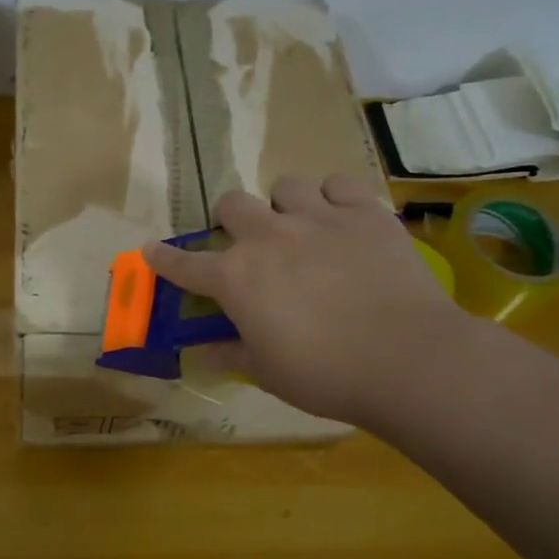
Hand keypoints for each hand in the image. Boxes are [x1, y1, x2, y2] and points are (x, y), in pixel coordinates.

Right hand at [144, 174, 478, 429]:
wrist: (407, 358)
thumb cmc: (325, 374)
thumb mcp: (267, 373)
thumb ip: (231, 355)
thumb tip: (204, 353)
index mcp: (236, 279)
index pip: (185, 265)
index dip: (164, 259)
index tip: (151, 250)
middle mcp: (269, 237)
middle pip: (232, 205)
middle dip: (229, 219)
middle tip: (245, 241)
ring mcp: (319, 219)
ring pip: (285, 185)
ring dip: (283, 204)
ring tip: (297, 225)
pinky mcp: (366, 213)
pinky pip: (340, 183)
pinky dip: (333, 197)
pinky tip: (340, 218)